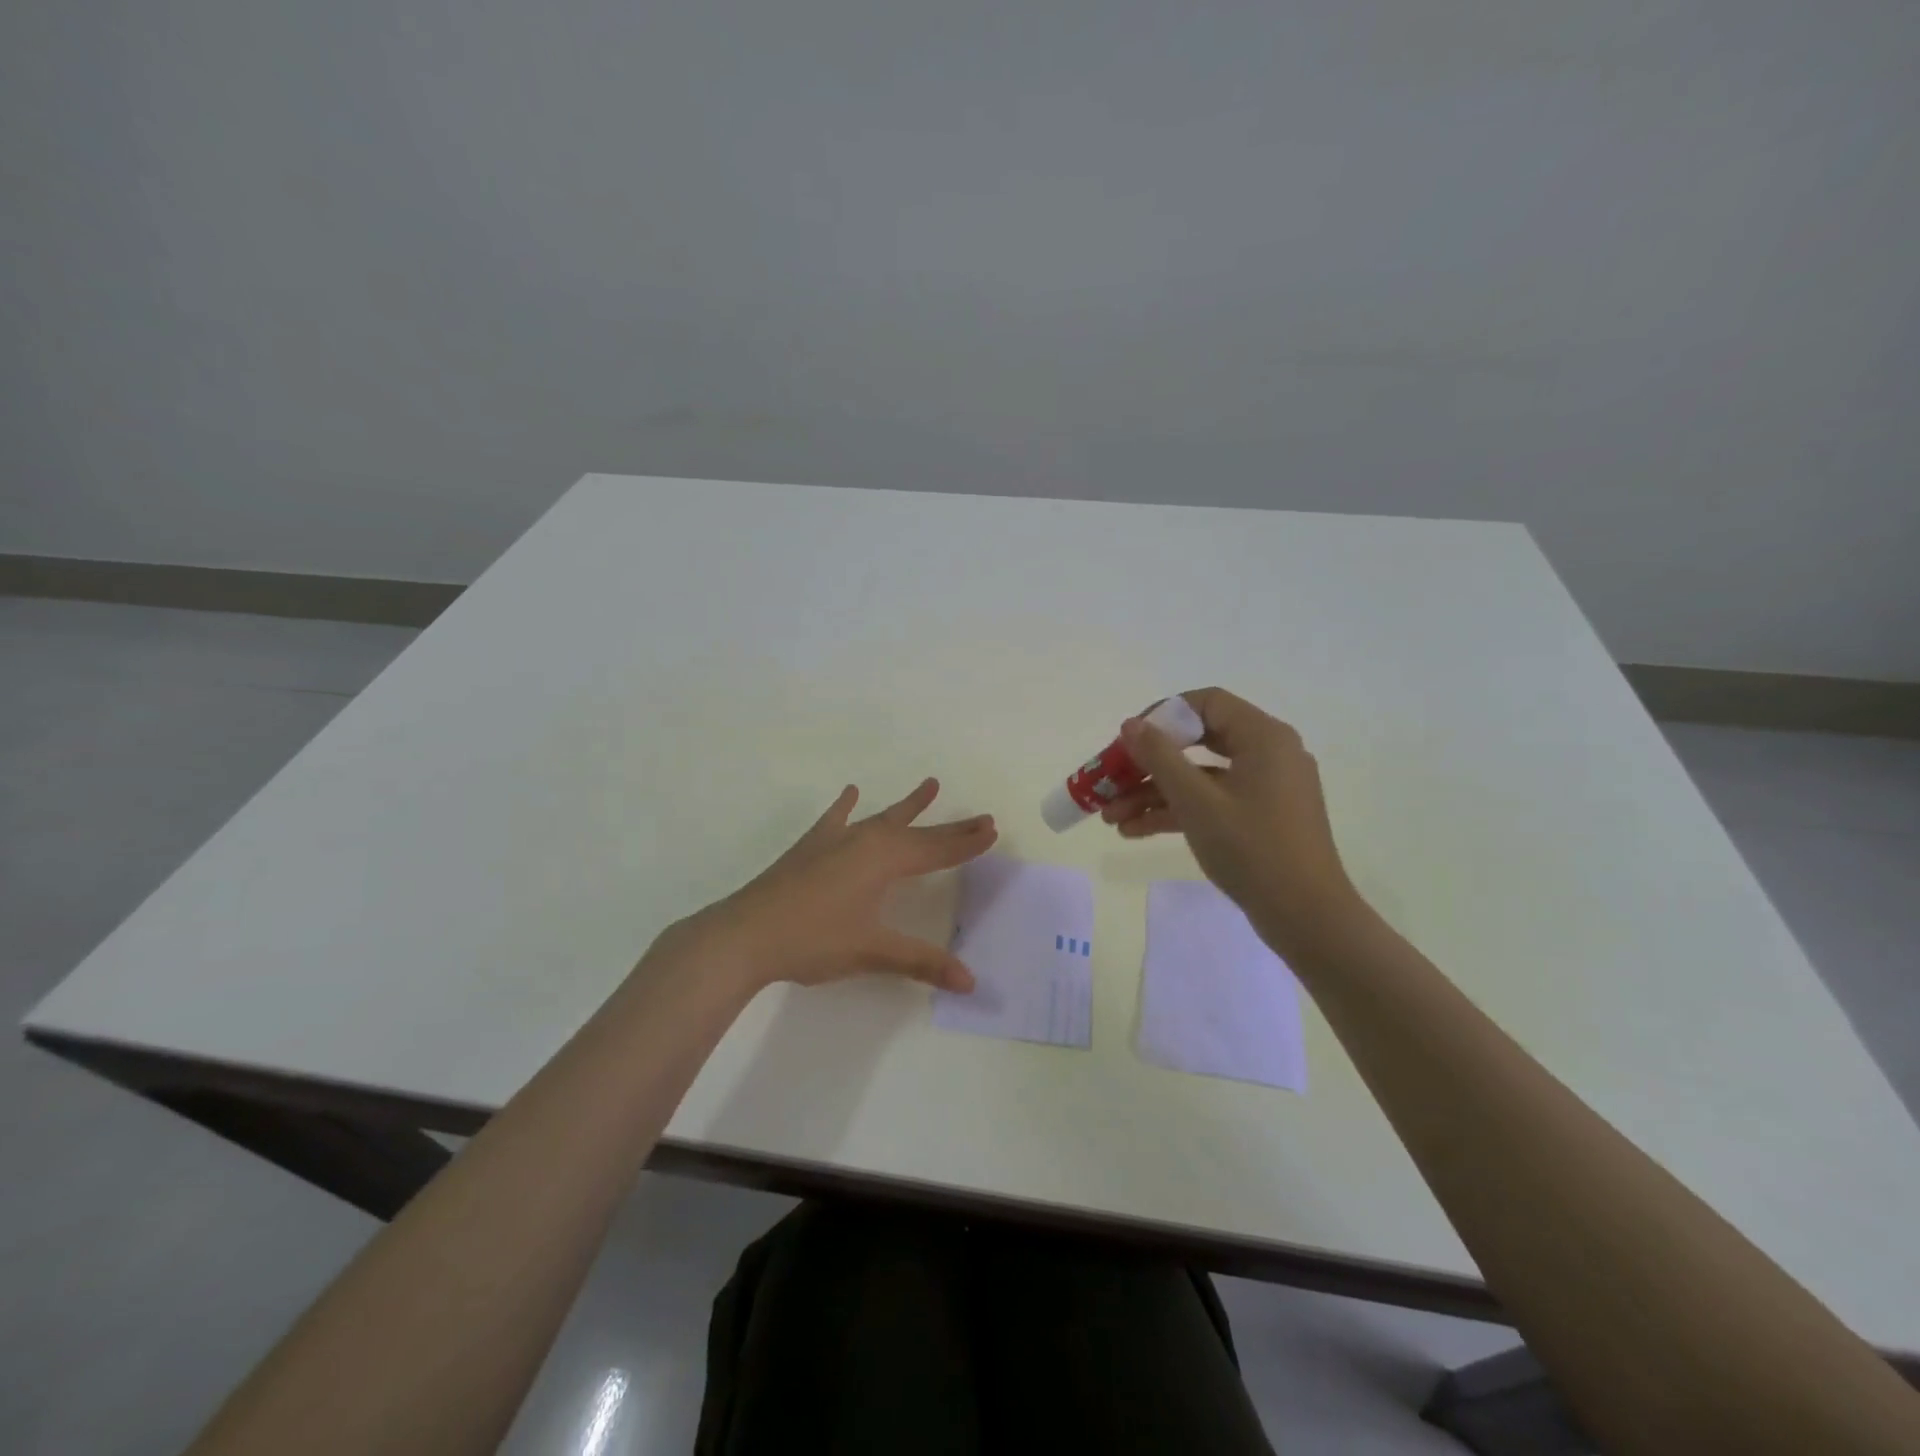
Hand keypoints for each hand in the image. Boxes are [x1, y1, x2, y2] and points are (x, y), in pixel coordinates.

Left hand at [675, 778, 996, 994]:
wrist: (745, 934)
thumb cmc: (813, 940)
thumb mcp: (872, 951)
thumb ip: (922, 962)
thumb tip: (970, 981)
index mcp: (885, 860)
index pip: (937, 850)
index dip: (966, 843)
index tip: (992, 828)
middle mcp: (865, 841)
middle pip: (917, 832)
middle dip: (950, 827)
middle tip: (981, 816)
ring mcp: (835, 840)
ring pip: (882, 818)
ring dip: (909, 806)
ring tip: (931, 784)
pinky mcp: (810, 848)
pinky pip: (835, 819)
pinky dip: (846, 806)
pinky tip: (851, 792)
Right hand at [1102, 688, 1364, 957]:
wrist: (1306, 917)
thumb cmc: (1253, 849)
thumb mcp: (1197, 801)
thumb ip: (1160, 758)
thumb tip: (1131, 725)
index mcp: (1263, 737)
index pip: (1206, 703)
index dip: (1162, 715)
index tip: (1128, 739)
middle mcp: (1268, 753)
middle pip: (1198, 741)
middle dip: (1148, 763)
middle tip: (1111, 778)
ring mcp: (1265, 788)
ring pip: (1200, 776)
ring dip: (1154, 792)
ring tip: (1110, 815)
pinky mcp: (1260, 817)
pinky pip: (1212, 800)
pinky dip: (1177, 810)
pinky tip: (1135, 830)